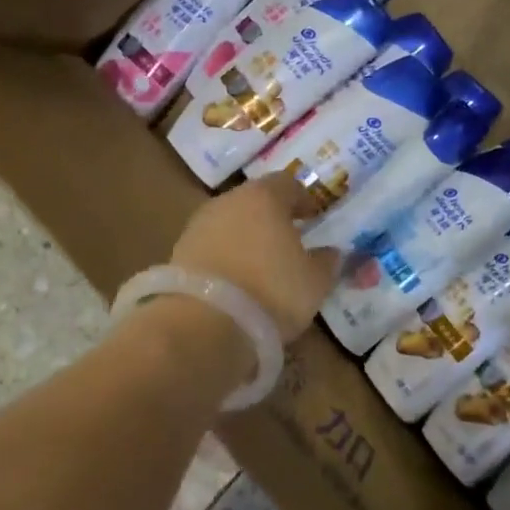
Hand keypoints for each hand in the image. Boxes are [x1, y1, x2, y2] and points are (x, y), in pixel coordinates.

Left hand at [169, 173, 341, 338]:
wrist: (203, 325)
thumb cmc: (271, 292)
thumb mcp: (315, 282)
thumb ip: (327, 262)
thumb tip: (330, 252)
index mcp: (264, 197)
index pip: (288, 183)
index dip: (303, 198)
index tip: (314, 216)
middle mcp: (227, 202)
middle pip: (255, 201)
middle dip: (272, 217)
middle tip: (288, 238)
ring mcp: (198, 226)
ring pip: (230, 223)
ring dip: (246, 237)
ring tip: (261, 264)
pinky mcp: (179, 254)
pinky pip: (211, 247)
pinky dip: (225, 258)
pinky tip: (236, 281)